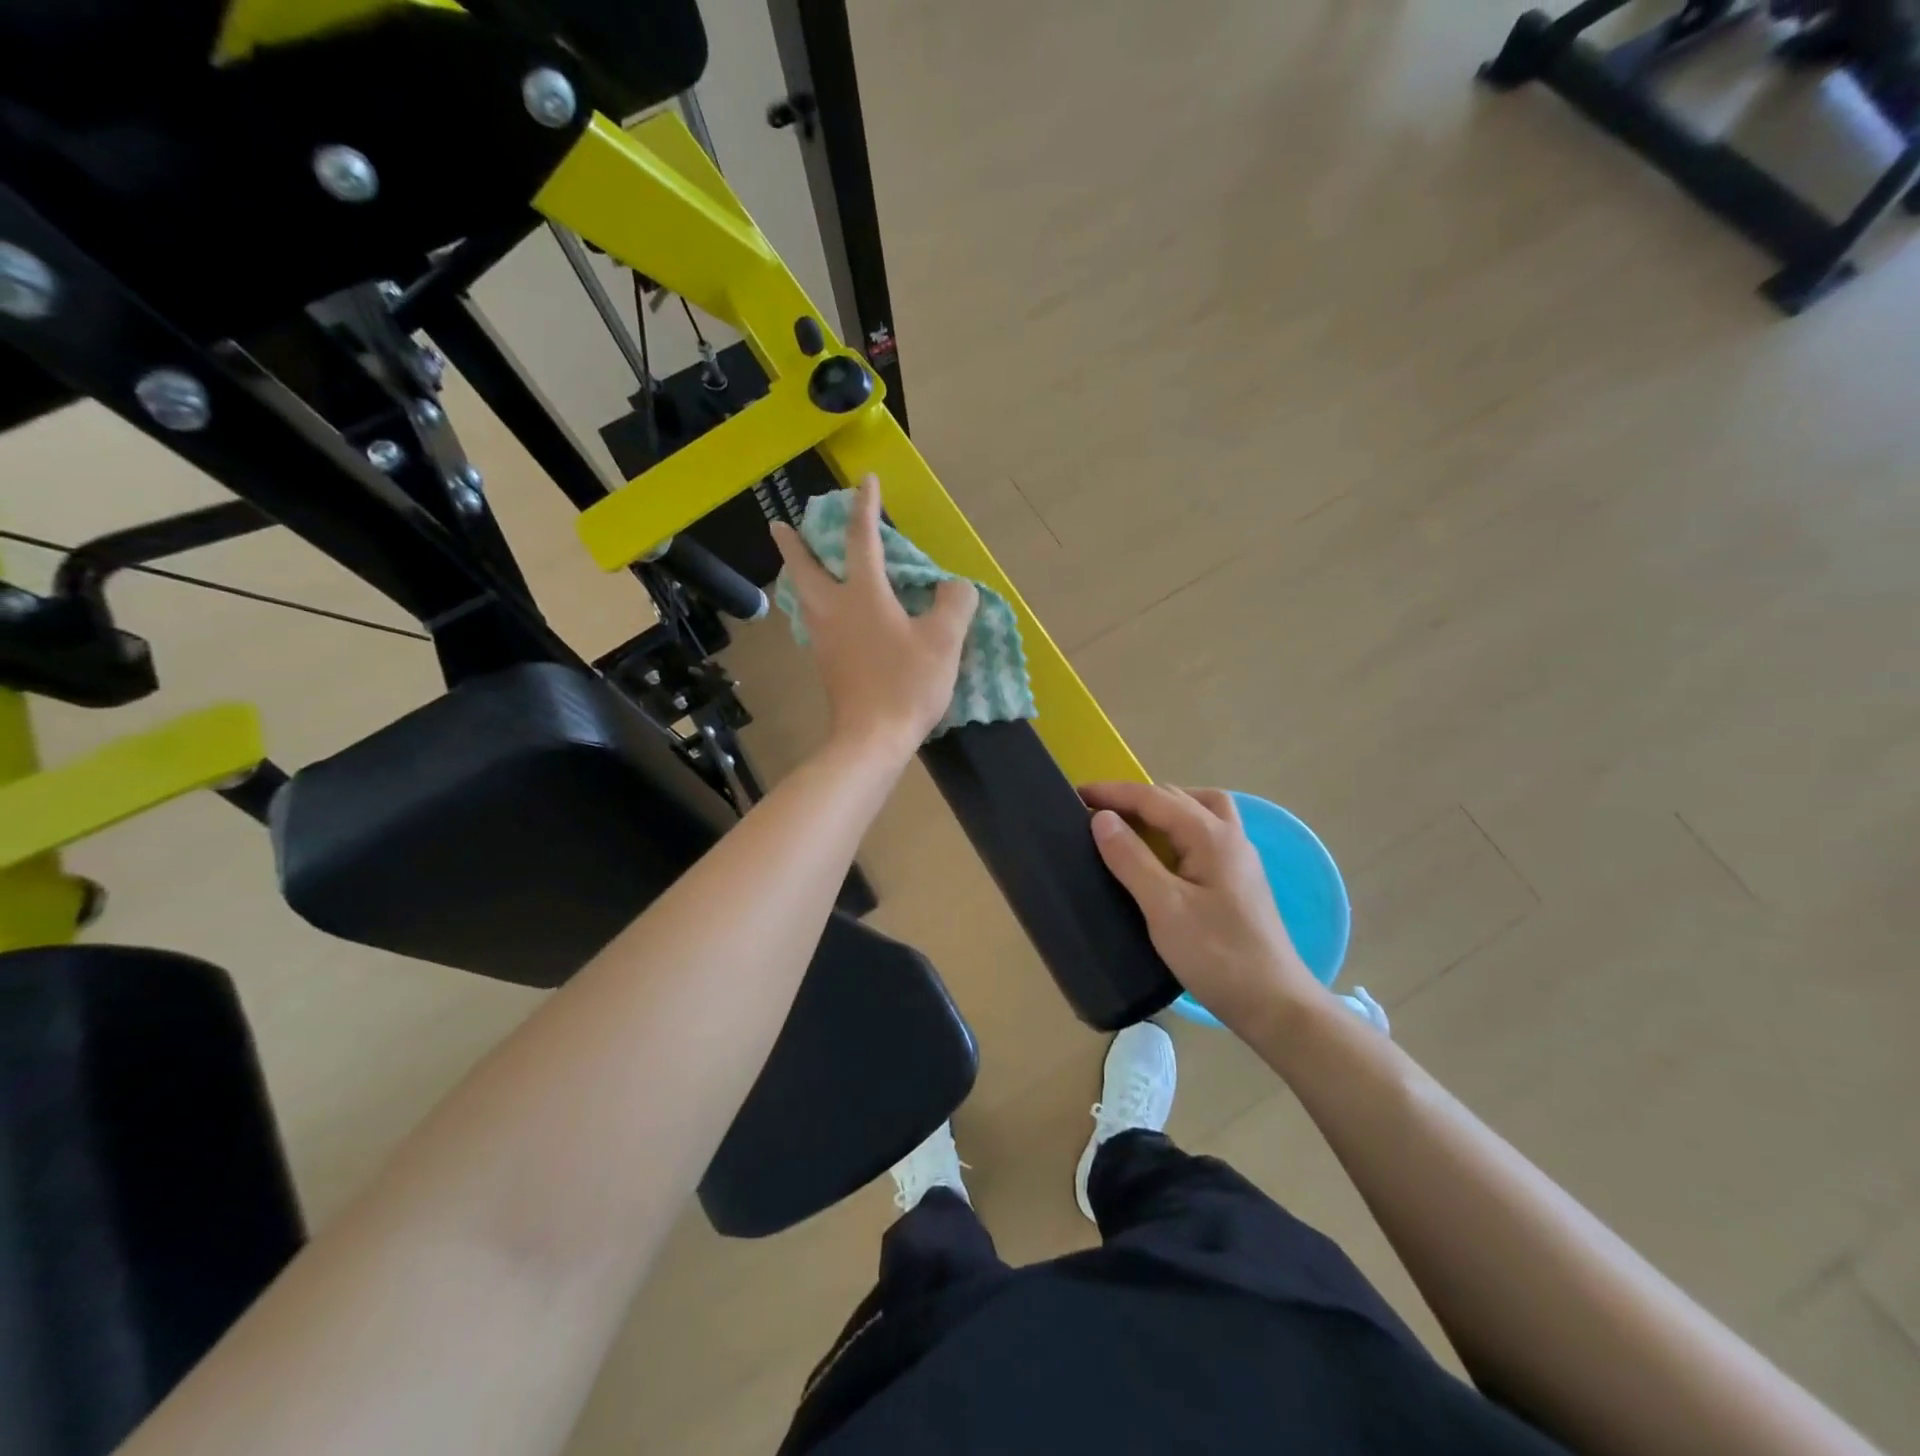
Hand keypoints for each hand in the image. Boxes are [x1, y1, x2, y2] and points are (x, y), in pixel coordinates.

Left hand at [772, 475, 977, 758]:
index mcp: (863, 595)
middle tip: (781, 526)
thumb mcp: (944, 641)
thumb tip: (954, 586)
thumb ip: (954, 604)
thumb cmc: (906, 685)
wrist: (871, 739)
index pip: (863, 539)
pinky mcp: (825, 664)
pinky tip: (824, 614)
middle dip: (793, 544)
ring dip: (798, 574)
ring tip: (801, 566)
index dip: (866, 507)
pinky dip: (812, 605)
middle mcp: (833, 610)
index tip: (865, 481)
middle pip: (805, 568)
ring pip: (803, 597)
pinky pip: (813, 622)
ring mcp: (823, 639)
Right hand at [1081, 781, 1325, 1040]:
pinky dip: (1178, 828)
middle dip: (1136, 797)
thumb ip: (1131, 859)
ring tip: (1133, 825)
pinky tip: (1163, 853)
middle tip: (1098, 812)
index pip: (1154, 798)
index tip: (1076, 794)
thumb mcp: (1164, 908)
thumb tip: (1102, 818)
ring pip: (1200, 810)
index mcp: (1211, 837)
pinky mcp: (1239, 880)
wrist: (1274, 1004)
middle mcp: (1230, 837)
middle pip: (1179, 797)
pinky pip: (1205, 833)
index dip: (1114, 793)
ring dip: (1164, 808)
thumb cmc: (1217, 955)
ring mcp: (1239, 858)